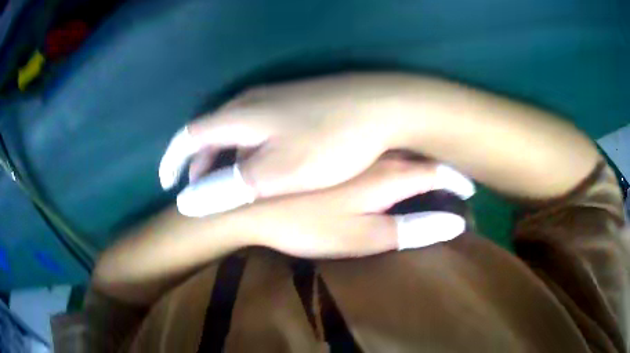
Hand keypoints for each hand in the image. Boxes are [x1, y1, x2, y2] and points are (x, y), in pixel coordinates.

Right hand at [159, 74, 402, 196]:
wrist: (382, 107)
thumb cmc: (330, 142)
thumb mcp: (276, 173)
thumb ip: (230, 186)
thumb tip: (188, 201)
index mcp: (238, 116)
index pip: (189, 136)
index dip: (174, 160)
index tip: (168, 183)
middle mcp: (251, 102)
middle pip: (211, 132)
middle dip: (200, 163)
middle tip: (202, 192)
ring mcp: (276, 99)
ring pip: (235, 132)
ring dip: (226, 159)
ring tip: (230, 186)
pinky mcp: (297, 103)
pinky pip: (257, 129)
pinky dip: (248, 151)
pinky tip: (264, 166)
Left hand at [227, 156, 465, 257]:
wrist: (254, 205)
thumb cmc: (307, 225)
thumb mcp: (361, 236)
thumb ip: (409, 229)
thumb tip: (454, 223)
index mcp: (388, 176)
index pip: (437, 174)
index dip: (457, 183)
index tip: (469, 191)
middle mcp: (377, 155)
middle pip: (421, 158)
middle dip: (442, 171)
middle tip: (456, 183)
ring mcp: (355, 149)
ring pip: (400, 150)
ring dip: (421, 162)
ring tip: (434, 173)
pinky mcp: (335, 149)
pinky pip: (377, 149)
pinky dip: (394, 157)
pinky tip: (392, 162)